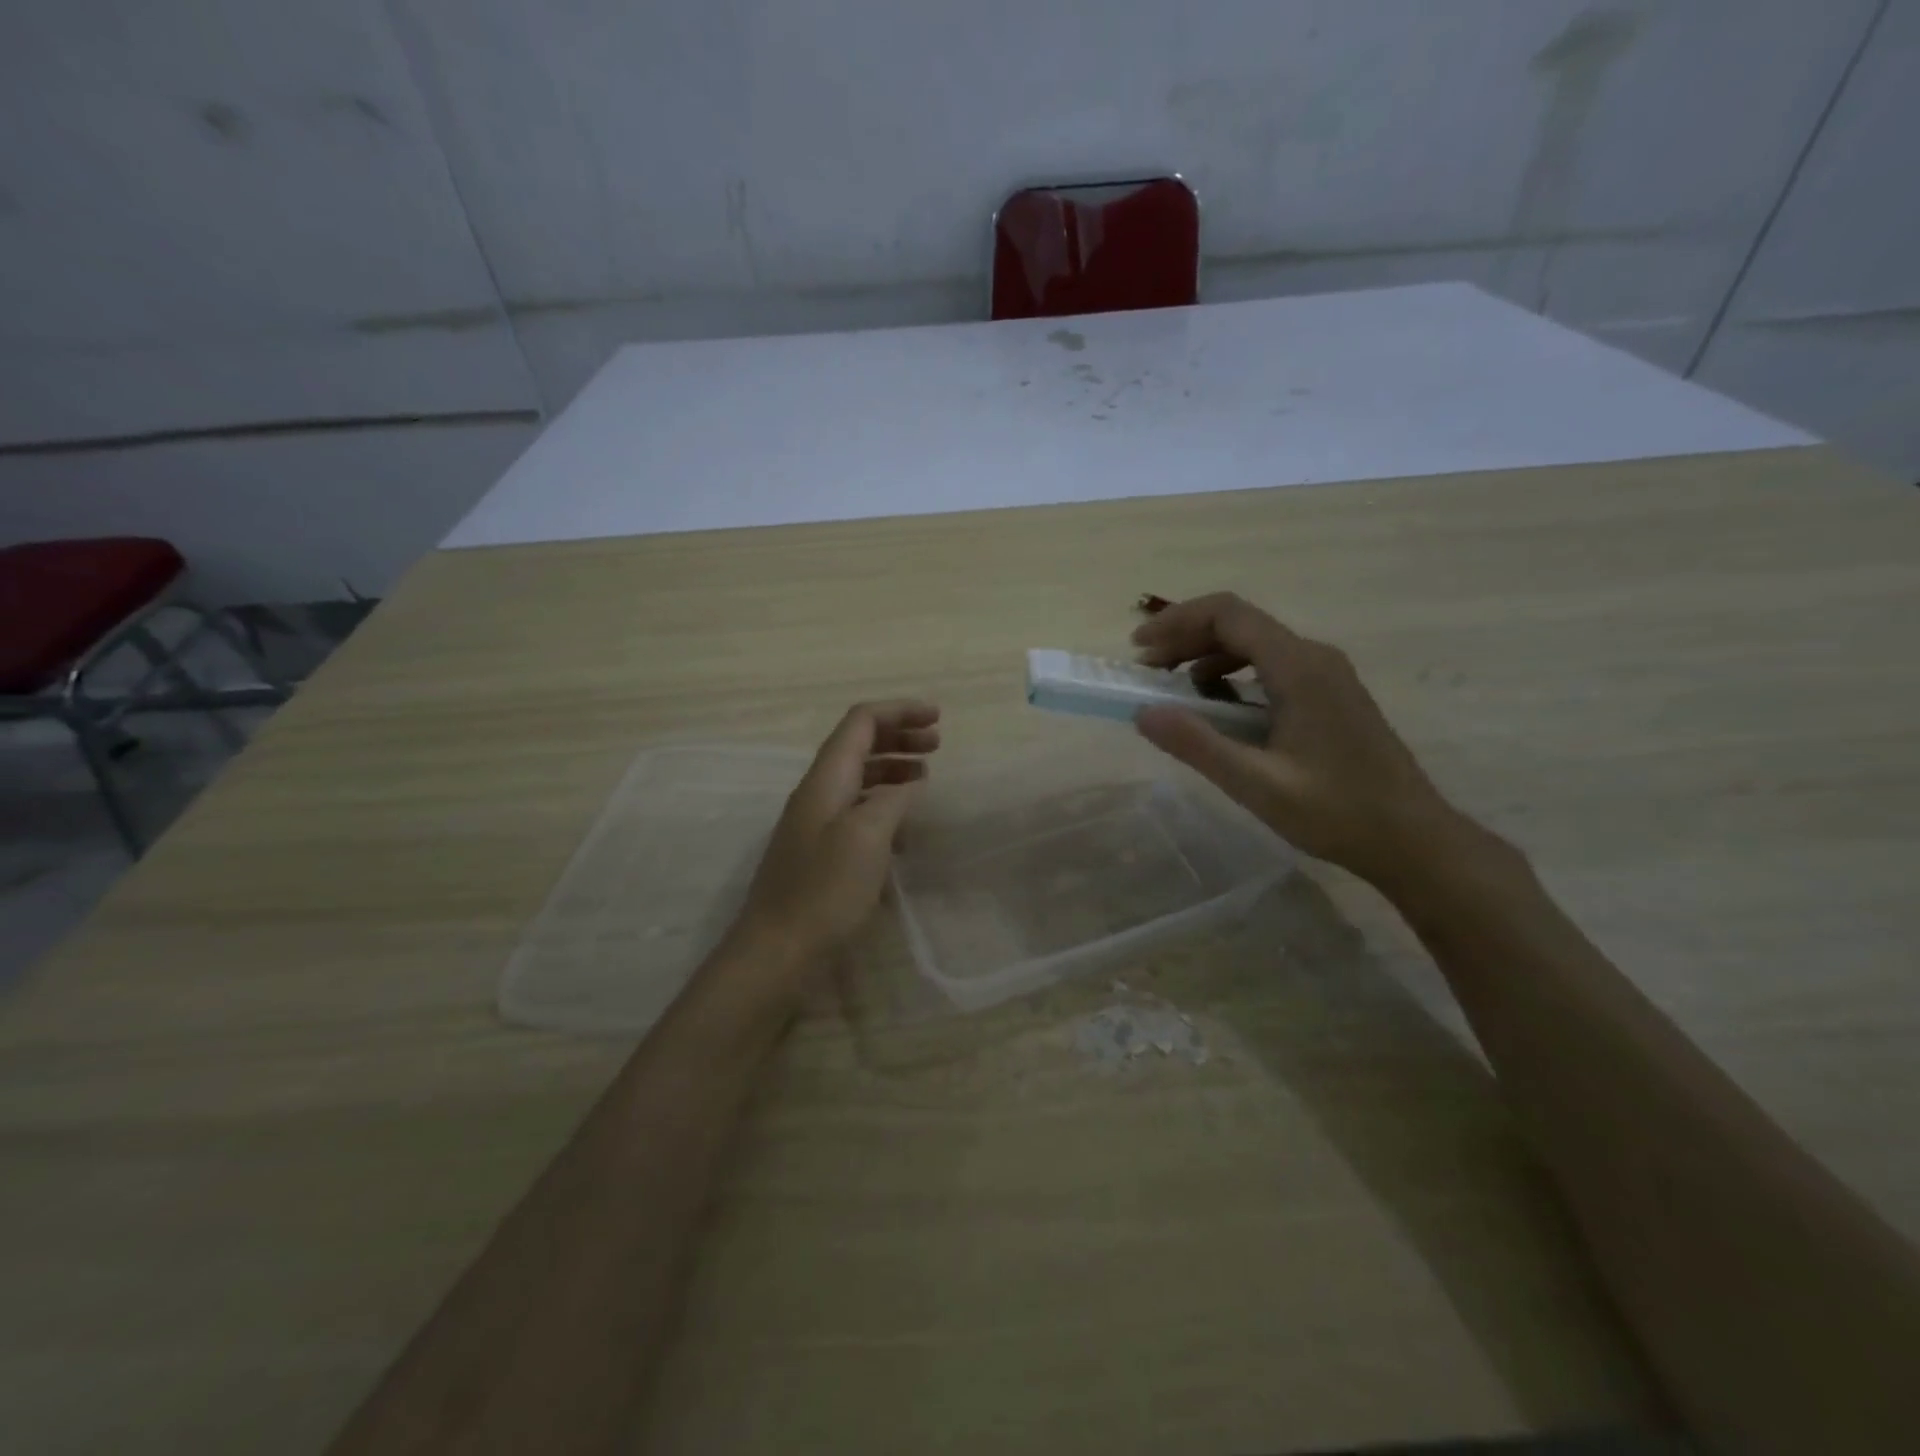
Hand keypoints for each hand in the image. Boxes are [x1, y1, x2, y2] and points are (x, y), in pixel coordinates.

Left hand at [726, 700, 940, 981]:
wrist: (777, 952)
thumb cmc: (824, 891)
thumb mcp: (867, 838)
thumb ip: (892, 800)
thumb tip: (909, 783)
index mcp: (826, 779)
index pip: (861, 722)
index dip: (899, 711)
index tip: (938, 718)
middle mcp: (818, 793)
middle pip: (858, 745)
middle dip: (899, 736)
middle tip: (937, 745)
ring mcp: (816, 824)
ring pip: (859, 779)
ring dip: (893, 769)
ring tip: (926, 778)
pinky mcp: (820, 853)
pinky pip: (857, 812)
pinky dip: (884, 806)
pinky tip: (904, 829)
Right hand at [1131, 593, 1465, 887]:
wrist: (1413, 839)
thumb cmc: (1337, 812)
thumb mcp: (1257, 784)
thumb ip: (1198, 745)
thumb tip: (1142, 712)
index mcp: (1299, 667)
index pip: (1228, 614)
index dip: (1176, 622)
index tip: (1138, 649)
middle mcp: (1314, 657)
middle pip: (1239, 623)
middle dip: (1185, 639)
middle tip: (1146, 672)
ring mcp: (1326, 674)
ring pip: (1254, 644)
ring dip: (1206, 657)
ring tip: (1172, 690)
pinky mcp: (1329, 694)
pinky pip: (1270, 666)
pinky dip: (1232, 675)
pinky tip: (1218, 709)